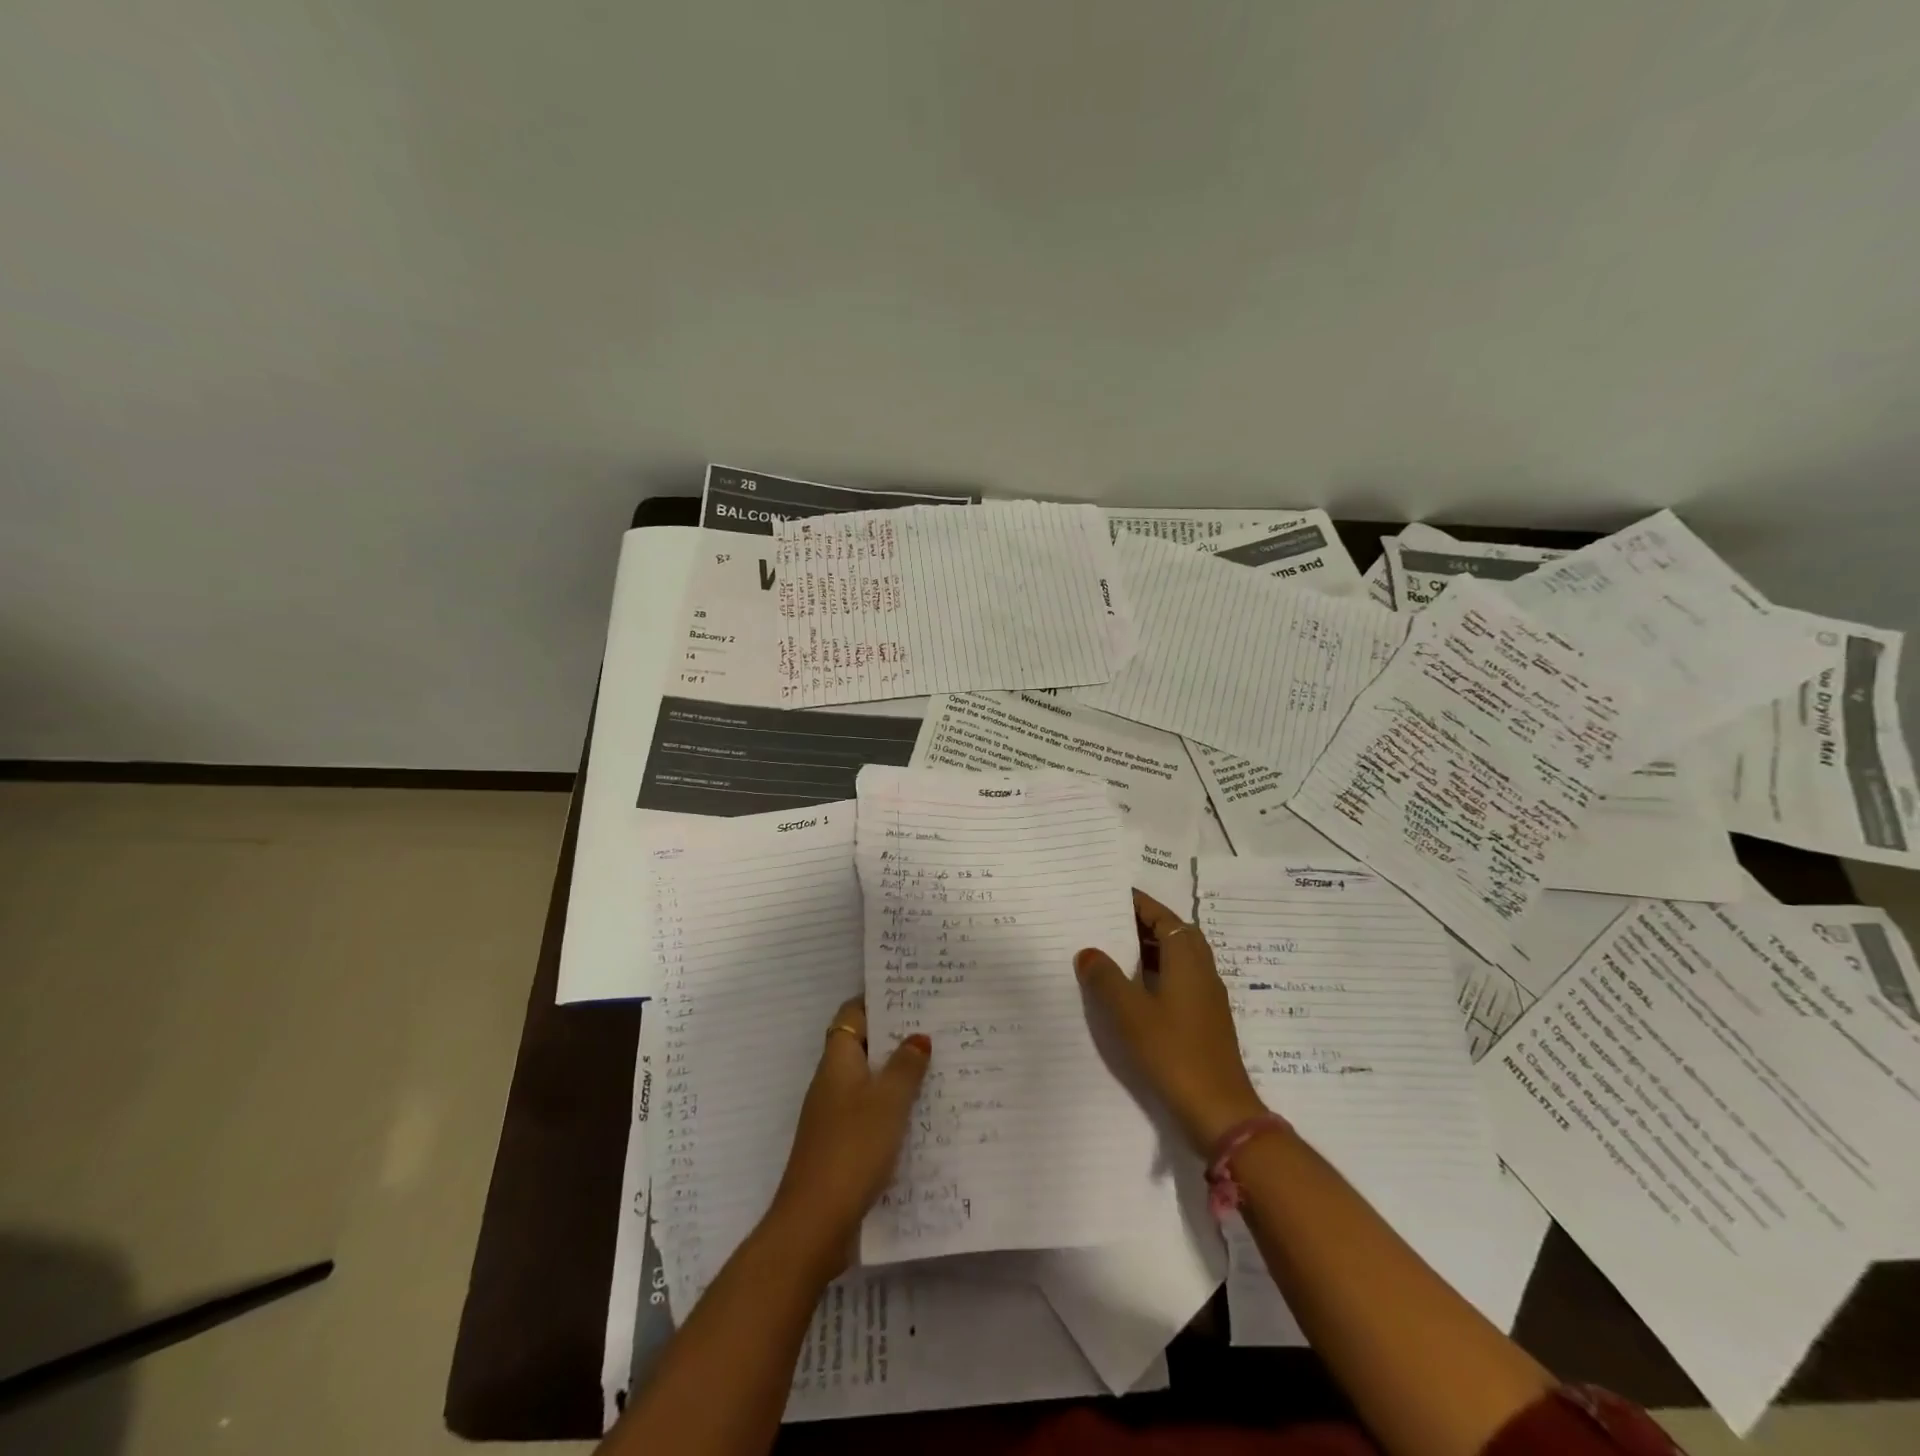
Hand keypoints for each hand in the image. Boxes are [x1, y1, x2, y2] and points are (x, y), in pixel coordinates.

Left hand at [765, 998, 930, 1272]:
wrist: (814, 1223)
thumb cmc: (852, 1148)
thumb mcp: (888, 1101)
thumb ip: (906, 1065)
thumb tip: (918, 1036)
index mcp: (837, 1061)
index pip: (853, 1014)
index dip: (878, 1000)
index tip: (912, 995)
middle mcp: (832, 1081)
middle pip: (863, 1046)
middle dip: (896, 1037)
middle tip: (936, 1029)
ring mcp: (834, 1115)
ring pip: (869, 1081)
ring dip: (898, 1075)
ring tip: (938, 1068)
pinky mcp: (841, 1145)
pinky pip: (870, 1113)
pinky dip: (892, 1109)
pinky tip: (922, 1118)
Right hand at [1075, 889, 1267, 1153]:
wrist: (1218, 1109)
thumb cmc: (1172, 1051)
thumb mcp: (1129, 1011)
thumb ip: (1105, 977)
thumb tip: (1088, 952)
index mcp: (1187, 957)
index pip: (1162, 915)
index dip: (1137, 903)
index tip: (1109, 895)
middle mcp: (1202, 968)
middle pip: (1172, 933)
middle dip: (1141, 924)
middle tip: (1106, 921)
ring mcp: (1206, 995)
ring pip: (1175, 958)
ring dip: (1148, 950)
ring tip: (1111, 951)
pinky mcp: (1204, 1019)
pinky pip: (1178, 980)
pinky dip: (1155, 973)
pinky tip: (1131, 990)